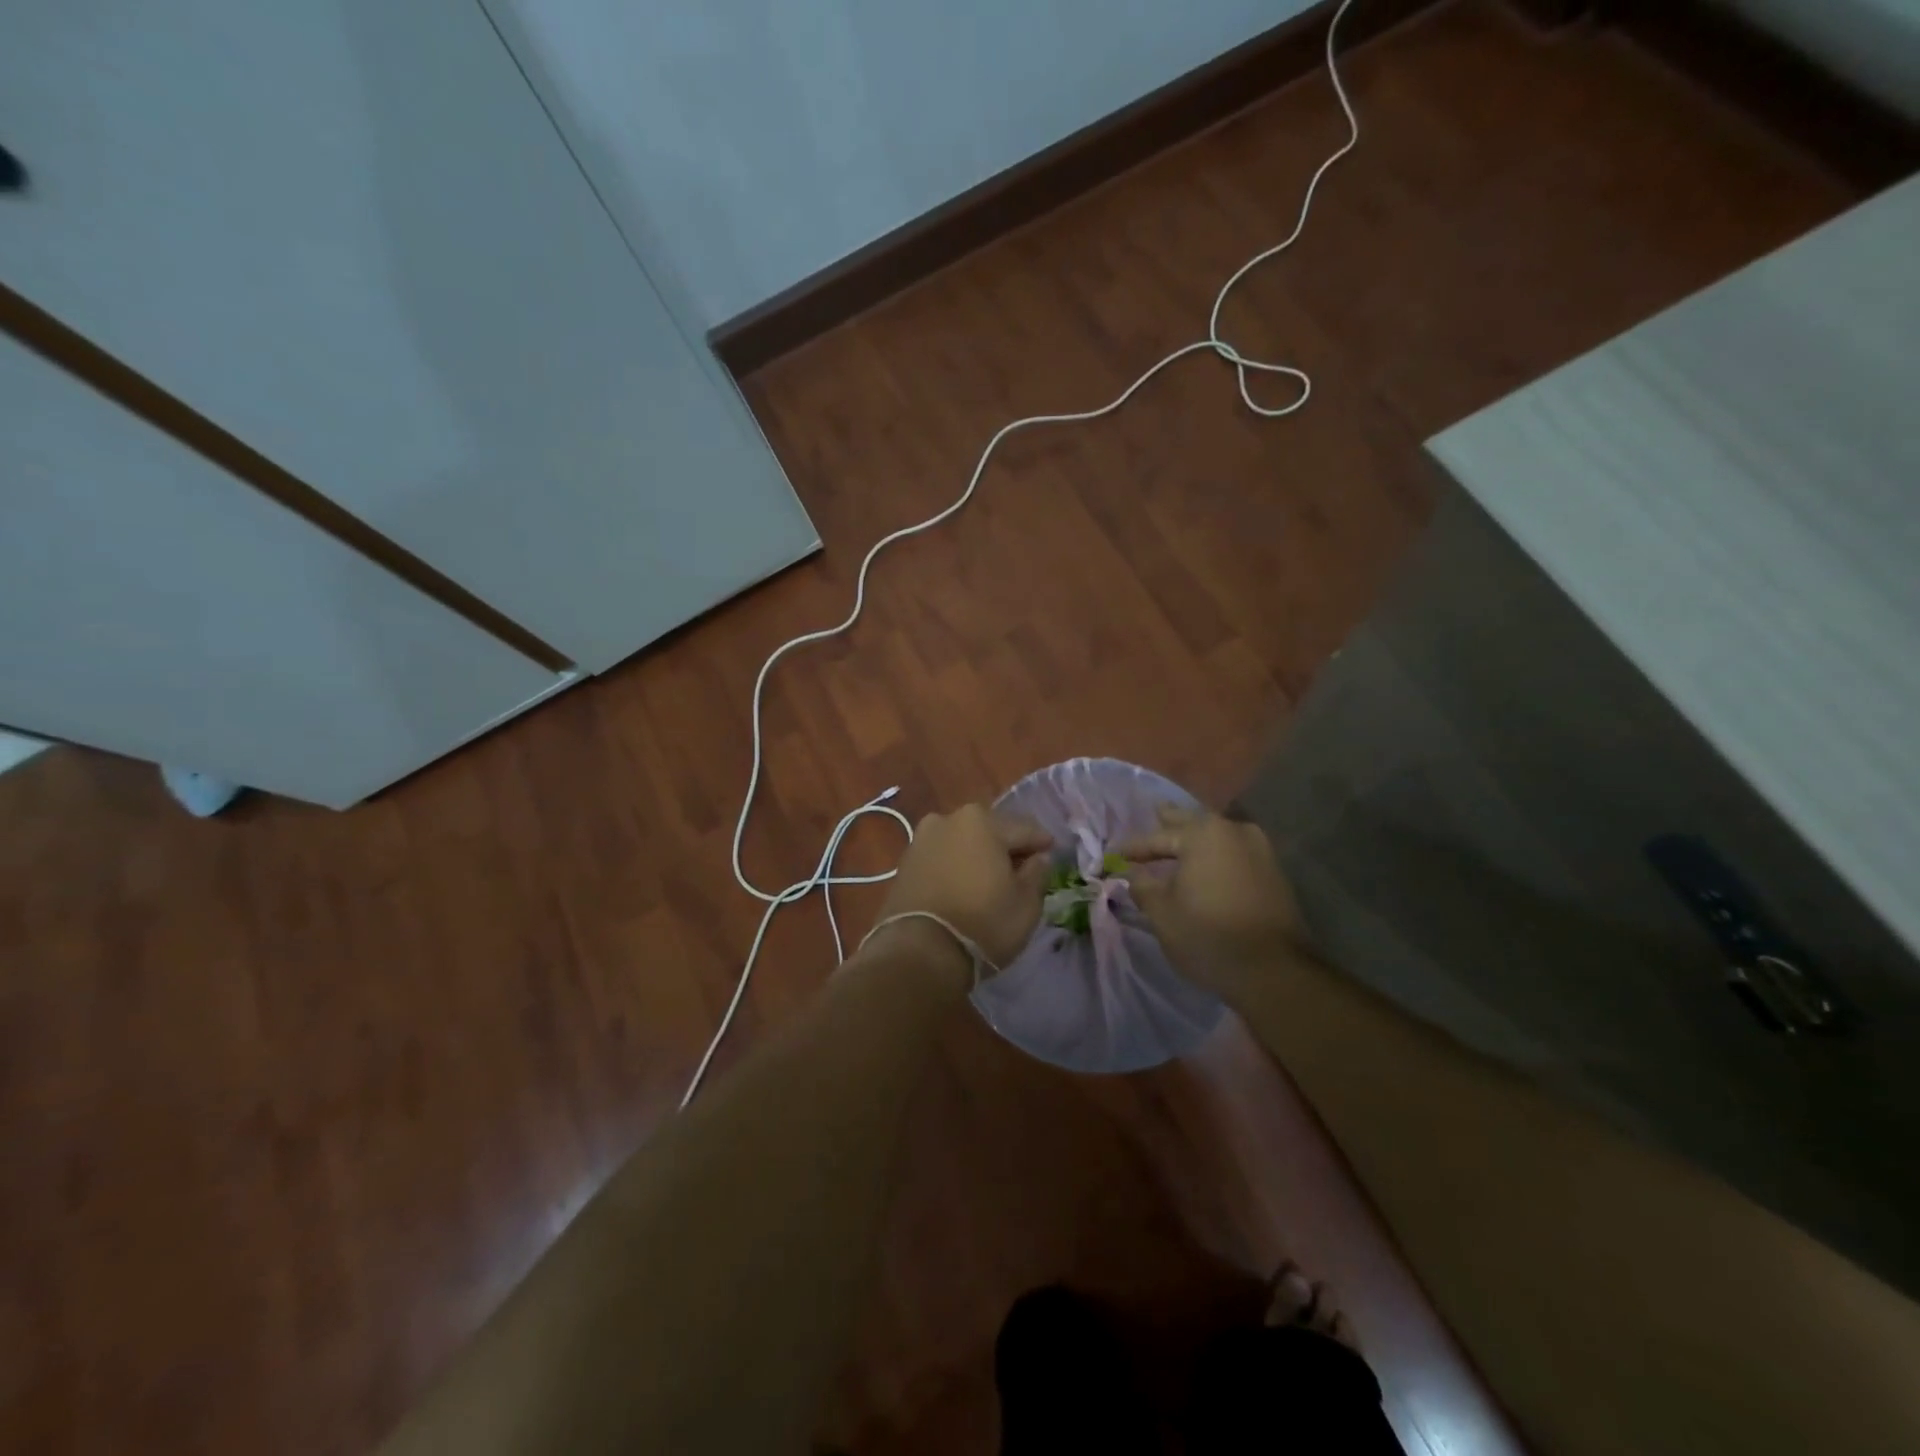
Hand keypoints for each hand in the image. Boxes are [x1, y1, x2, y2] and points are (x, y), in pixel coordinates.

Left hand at [869, 805, 1053, 979]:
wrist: (918, 952)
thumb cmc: (983, 923)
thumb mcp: (1026, 903)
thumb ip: (1038, 873)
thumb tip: (1038, 858)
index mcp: (982, 821)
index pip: (1025, 828)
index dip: (1042, 843)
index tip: (1053, 854)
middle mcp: (948, 819)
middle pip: (990, 830)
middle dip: (1007, 847)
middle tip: (1022, 870)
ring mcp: (922, 840)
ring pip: (962, 843)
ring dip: (978, 856)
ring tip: (991, 881)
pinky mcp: (905, 863)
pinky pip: (942, 858)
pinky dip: (955, 867)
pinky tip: (964, 887)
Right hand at [1118, 806, 1306, 1005]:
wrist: (1274, 970)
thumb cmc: (1208, 935)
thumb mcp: (1161, 912)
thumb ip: (1143, 885)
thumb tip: (1134, 874)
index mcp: (1203, 834)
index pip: (1158, 837)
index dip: (1134, 847)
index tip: (1114, 853)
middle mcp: (1233, 831)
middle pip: (1193, 823)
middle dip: (1170, 824)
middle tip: (1153, 815)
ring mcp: (1259, 850)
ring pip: (1217, 836)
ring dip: (1196, 840)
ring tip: (1178, 842)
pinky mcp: (1274, 872)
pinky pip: (1234, 853)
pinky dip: (1215, 856)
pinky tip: (1205, 866)